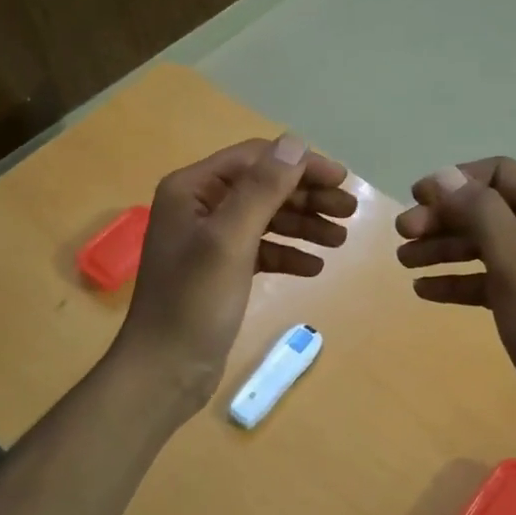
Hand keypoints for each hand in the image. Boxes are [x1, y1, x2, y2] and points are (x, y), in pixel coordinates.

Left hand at [115, 134, 355, 416]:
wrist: (164, 372)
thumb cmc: (194, 302)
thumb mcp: (230, 240)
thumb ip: (262, 189)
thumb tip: (294, 142)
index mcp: (192, 189)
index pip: (255, 159)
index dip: (300, 164)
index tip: (342, 179)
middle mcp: (200, 206)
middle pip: (264, 187)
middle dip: (307, 196)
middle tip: (351, 211)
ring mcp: (210, 239)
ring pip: (267, 219)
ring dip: (304, 225)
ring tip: (340, 239)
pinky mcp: (221, 270)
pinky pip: (262, 250)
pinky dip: (288, 254)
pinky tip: (315, 267)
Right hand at [396, 157, 515, 466]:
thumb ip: (481, 213)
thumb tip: (443, 176)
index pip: (501, 175)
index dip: (456, 180)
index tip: (416, 199)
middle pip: (487, 208)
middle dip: (443, 217)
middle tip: (402, 234)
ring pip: (482, 244)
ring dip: (442, 247)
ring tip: (404, 261)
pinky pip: (484, 278)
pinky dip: (455, 279)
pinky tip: (423, 290)